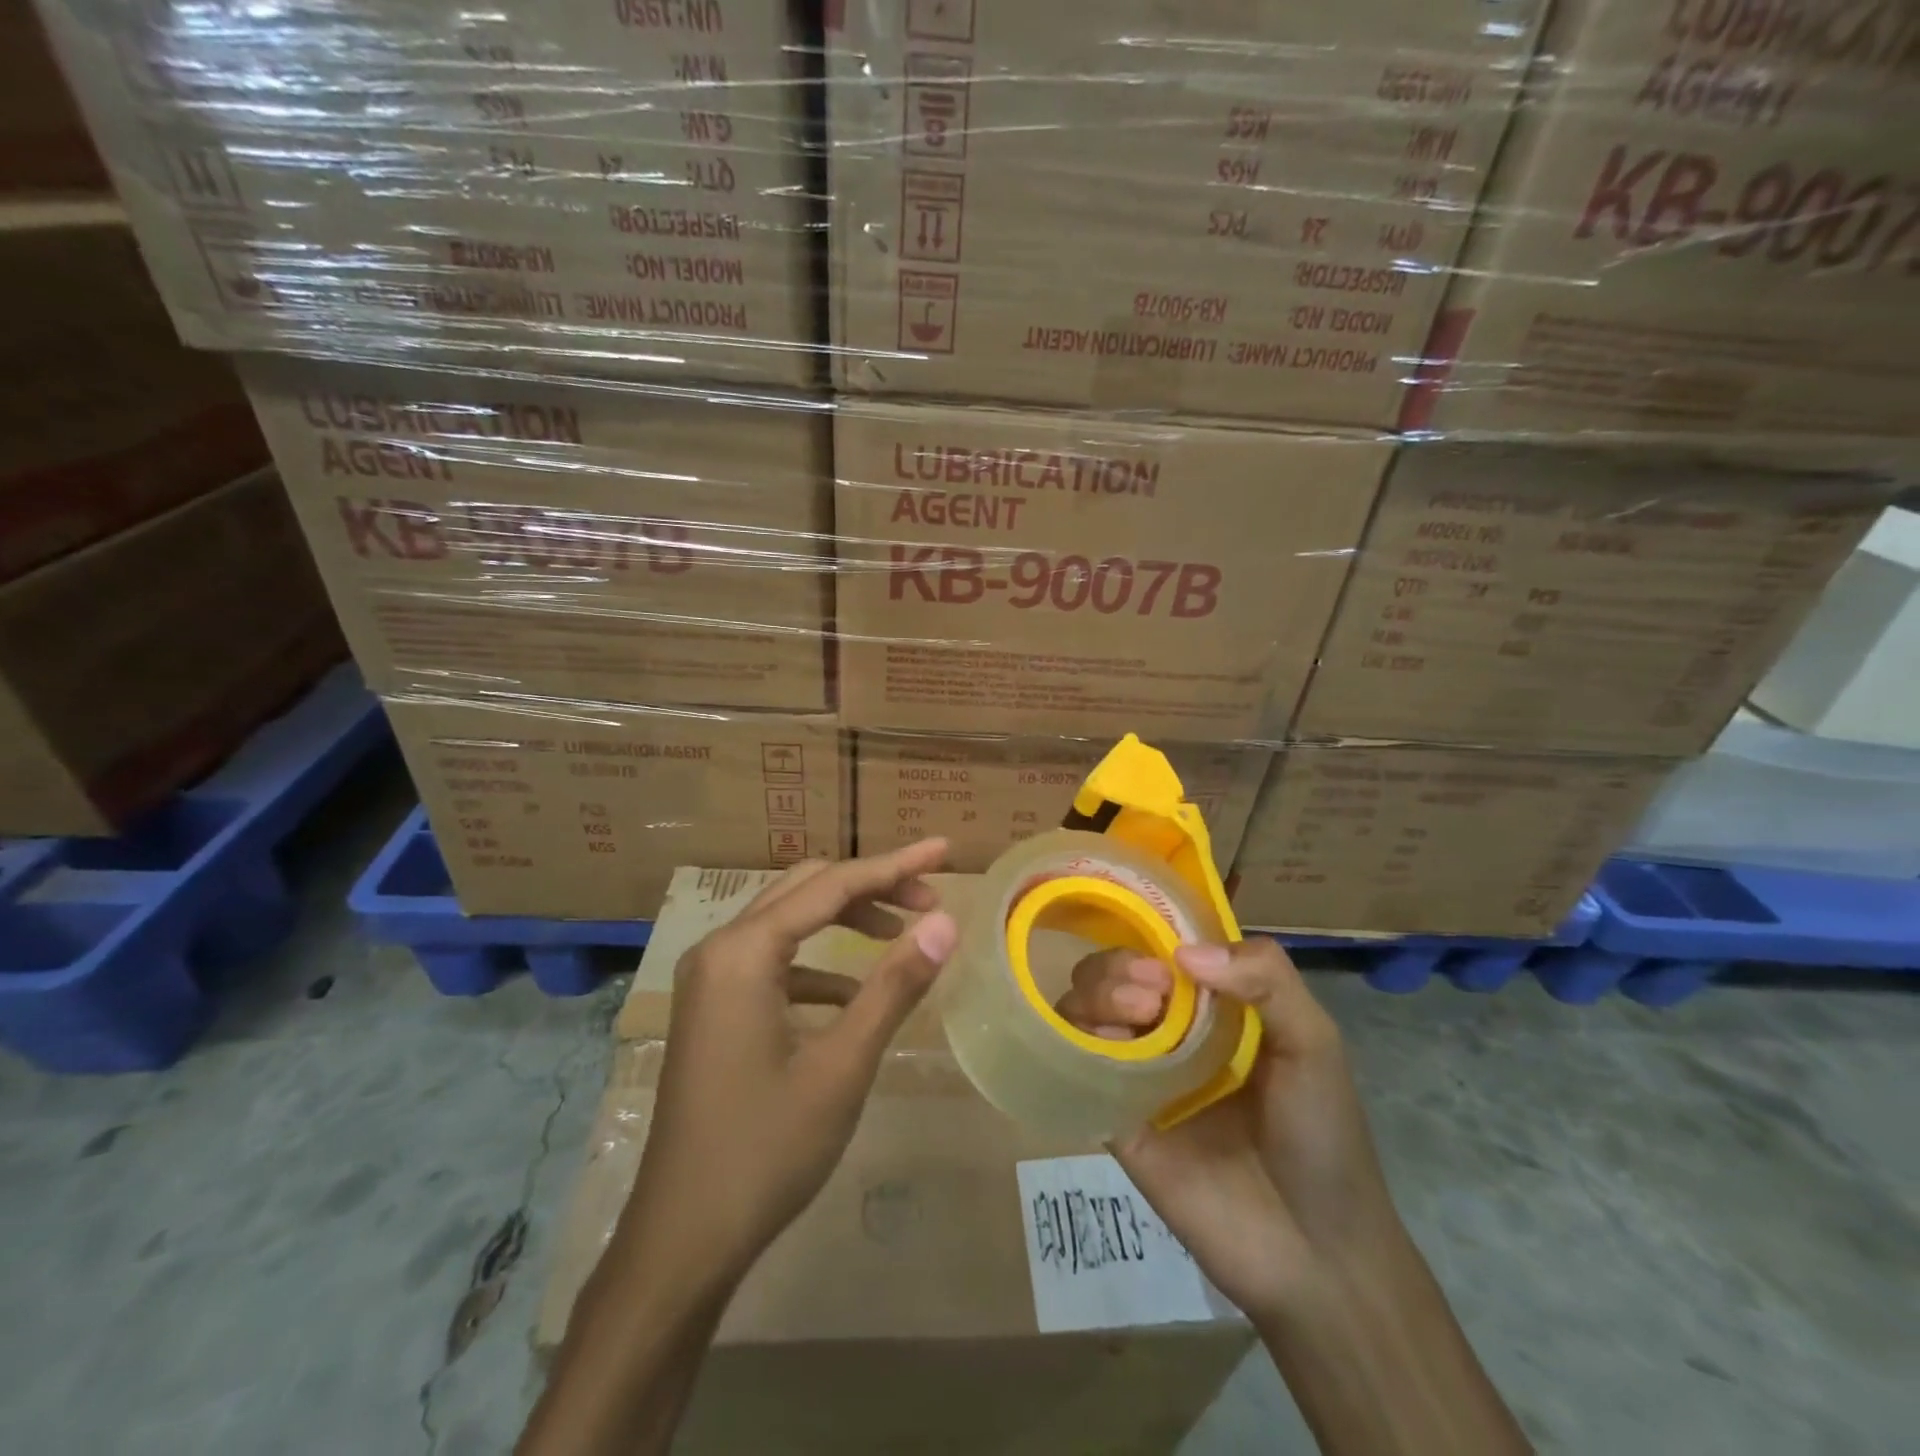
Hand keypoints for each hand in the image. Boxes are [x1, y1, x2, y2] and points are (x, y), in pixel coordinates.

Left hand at [617, 840, 958, 1290]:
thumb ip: (894, 985)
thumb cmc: (766, 1150)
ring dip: (845, 918)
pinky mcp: (713, 1009)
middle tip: (930, 899)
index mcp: (744, 951)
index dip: (894, 865)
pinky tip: (852, 995)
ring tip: (902, 933)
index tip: (944, 850)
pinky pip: (773, 960)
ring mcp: (710, 980)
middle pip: (807, 890)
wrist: (682, 1241)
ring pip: (788, 921)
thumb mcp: (842, 1064)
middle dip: (871, 886)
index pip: (833, 885)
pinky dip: (819, 962)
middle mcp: (720, 949)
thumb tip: (946, 923)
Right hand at [1058, 938, 1405, 1324]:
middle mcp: (1167, 1030)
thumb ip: (1268, 979)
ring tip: (1138, 1013)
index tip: (1166, 957)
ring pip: (1085, 1008)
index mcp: (1212, 1008)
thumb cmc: (1322, 1135)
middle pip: (1112, 972)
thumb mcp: (1314, 1042)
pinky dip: (1077, 1039)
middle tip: (1152, 992)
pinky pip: (1076, 1064)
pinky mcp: (1113, 1116)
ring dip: (1097, 992)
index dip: (1152, 937)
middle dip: (1118, 965)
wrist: (1314, 1253)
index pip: (1161, 949)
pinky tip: (1106, 1045)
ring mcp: (1137, 1072)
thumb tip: (1183, 953)